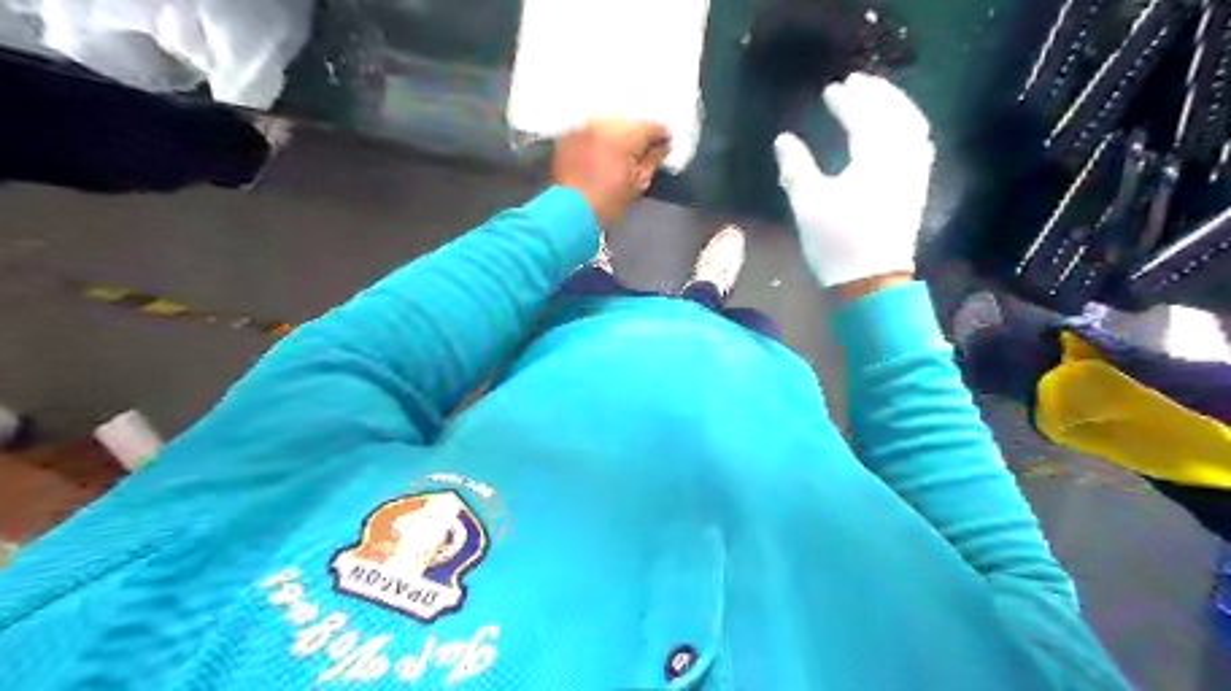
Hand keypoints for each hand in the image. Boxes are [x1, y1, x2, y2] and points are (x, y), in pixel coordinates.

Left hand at [549, 120, 668, 223]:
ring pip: (609, 123)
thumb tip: (662, 147)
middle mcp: (603, 123)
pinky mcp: (569, 134)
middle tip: (640, 154)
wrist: (571, 213)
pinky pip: (590, 129)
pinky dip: (597, 139)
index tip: (663, 145)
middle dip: (637, 136)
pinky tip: (599, 156)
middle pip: (629, 122)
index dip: (661, 137)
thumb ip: (654, 159)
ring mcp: (584, 127)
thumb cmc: (605, 204)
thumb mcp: (639, 183)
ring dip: (616, 136)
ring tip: (618, 158)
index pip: (652, 126)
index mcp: (625, 135)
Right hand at [772, 72, 939, 288]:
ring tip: (878, 97)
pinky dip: (910, 126)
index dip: (847, 101)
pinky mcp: (917, 189)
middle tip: (857, 81)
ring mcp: (914, 173)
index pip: (863, 118)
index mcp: (874, 159)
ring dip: (896, 105)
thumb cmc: (836, 243)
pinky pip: (920, 145)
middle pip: (895, 114)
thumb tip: (783, 140)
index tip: (831, 89)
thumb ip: (795, 168)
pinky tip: (900, 130)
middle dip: (877, 93)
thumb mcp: (807, 204)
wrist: (872, 281)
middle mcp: (901, 158)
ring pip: (913, 126)